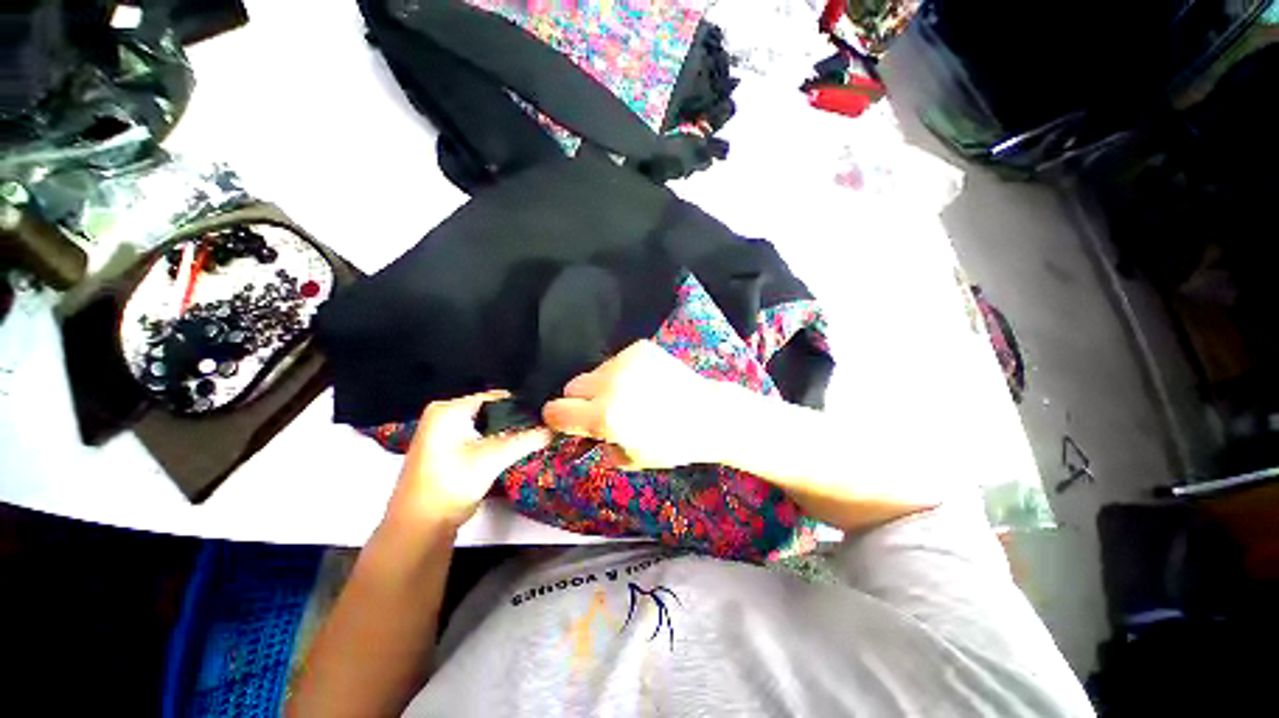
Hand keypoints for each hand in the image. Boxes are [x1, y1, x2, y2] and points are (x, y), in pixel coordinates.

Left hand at [388, 390, 552, 530]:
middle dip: (516, 420)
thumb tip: (553, 428)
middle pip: (492, 410)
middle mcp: (443, 414)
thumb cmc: (450, 485)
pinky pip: (479, 435)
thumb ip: (526, 440)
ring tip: (533, 437)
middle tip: (542, 428)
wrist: (419, 527)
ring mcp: (443, 431)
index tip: (545, 416)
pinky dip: (495, 441)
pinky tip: (512, 449)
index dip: (523, 406)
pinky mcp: (446, 448)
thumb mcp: (493, 458)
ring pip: (487, 424)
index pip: (496, 397)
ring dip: (507, 432)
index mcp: (448, 409)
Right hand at [542, 341, 726, 469]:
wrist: (707, 414)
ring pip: (594, 371)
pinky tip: (644, 381)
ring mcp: (625, 362)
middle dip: (580, 401)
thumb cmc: (671, 444)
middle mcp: (609, 384)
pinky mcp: (639, 348)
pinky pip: (616, 360)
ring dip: (602, 384)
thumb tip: (585, 432)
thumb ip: (599, 443)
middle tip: (602, 410)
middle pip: (571, 387)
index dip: (560, 420)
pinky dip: (622, 371)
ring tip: (629, 395)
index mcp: (603, 415)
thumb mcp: (629, 458)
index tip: (569, 423)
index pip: (555, 411)